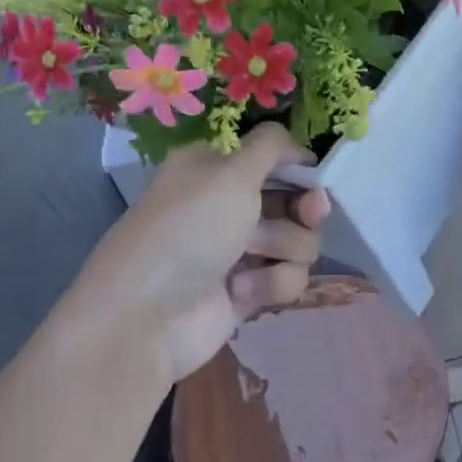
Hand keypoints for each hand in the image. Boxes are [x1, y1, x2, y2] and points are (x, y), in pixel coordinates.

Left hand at [67, 124, 330, 383]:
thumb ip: (271, 146)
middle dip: (303, 210)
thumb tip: (298, 144)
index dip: (297, 166)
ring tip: (251, 259)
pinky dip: (271, 283)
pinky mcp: (248, 291)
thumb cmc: (188, 230)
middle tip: (310, 215)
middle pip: (294, 201)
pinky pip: (288, 279)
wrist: (147, 317)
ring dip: (284, 249)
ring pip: (298, 242)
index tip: (313, 175)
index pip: (271, 157)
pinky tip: (241, 290)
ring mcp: (239, 250)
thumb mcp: (230, 173)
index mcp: (215, 169)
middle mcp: (228, 205)